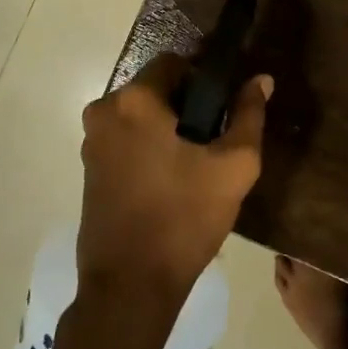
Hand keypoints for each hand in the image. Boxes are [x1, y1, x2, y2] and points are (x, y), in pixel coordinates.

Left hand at [78, 54, 271, 323]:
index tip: (223, 110)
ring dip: (166, 128)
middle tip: (213, 142)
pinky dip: (148, 147)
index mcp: (133, 101)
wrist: (131, 286)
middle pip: (155, 89)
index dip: (204, 79)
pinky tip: (170, 181)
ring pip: (140, 116)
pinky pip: (126, 140)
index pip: (174, 62)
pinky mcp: (88, 169)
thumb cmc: (185, 218)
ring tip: (195, 165)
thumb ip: (249, 115)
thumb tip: (260, 80)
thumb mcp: (234, 166)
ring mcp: (90, 142)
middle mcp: (103, 111)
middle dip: (185, 106)